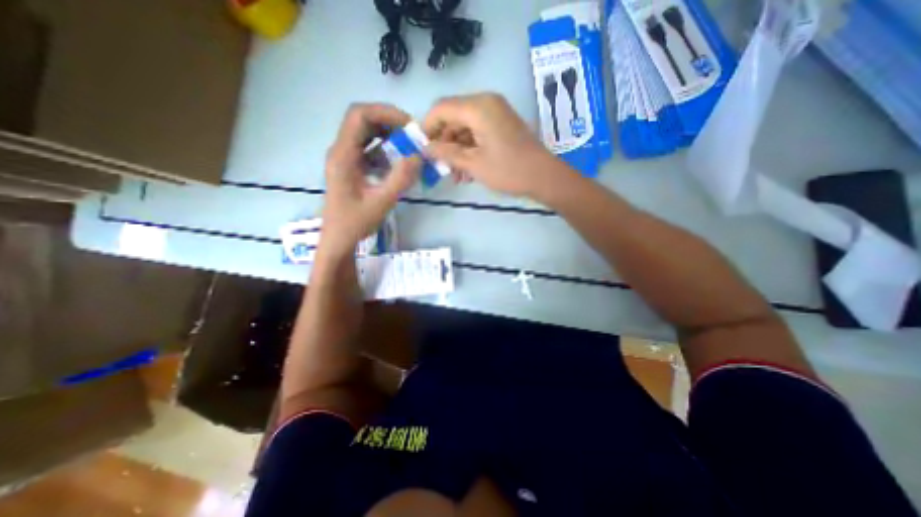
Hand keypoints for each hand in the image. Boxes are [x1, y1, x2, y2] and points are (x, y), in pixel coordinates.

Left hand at [321, 103, 419, 260]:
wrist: (339, 239)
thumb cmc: (355, 223)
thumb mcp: (381, 202)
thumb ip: (400, 178)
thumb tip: (419, 156)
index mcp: (343, 155)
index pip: (359, 116)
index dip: (385, 113)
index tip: (409, 126)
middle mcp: (341, 150)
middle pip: (363, 121)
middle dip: (390, 123)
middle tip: (413, 136)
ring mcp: (345, 159)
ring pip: (366, 134)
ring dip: (389, 136)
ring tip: (409, 147)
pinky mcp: (351, 167)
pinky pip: (369, 149)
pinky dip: (385, 150)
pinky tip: (398, 163)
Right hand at [424, 93, 572, 200]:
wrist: (542, 176)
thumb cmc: (508, 170)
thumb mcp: (473, 164)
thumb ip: (446, 152)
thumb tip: (426, 147)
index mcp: (478, 107)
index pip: (440, 108)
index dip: (428, 128)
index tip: (422, 149)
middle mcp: (486, 102)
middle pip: (452, 117)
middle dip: (444, 143)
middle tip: (441, 167)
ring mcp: (495, 112)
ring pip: (464, 127)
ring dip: (457, 150)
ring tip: (456, 175)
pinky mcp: (501, 124)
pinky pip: (477, 132)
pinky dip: (469, 149)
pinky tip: (468, 170)